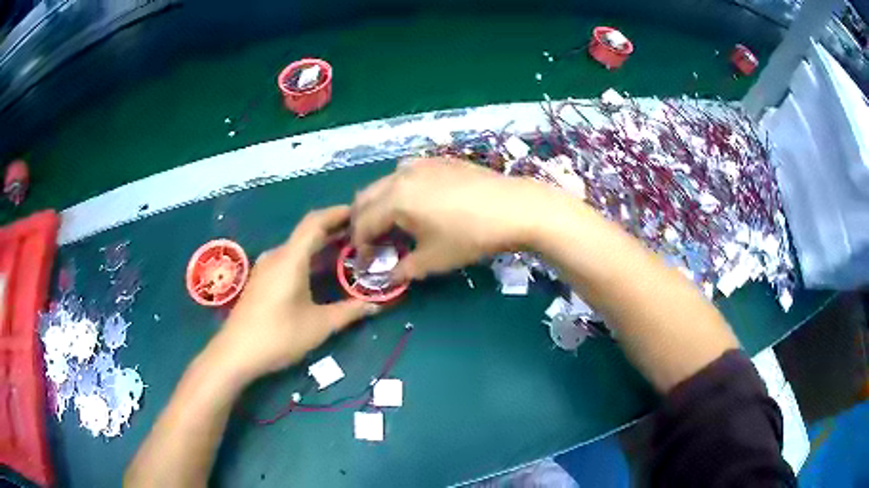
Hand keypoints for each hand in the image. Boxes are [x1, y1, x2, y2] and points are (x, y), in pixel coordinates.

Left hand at [211, 206, 380, 382]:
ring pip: (297, 247)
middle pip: (307, 232)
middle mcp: (277, 256)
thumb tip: (377, 305)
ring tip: (346, 251)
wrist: (235, 353)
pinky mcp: (261, 280)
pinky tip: (319, 272)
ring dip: (320, 245)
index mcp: (291, 258)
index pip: (316, 222)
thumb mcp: (319, 326)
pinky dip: (308, 258)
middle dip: (334, 229)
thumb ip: (350, 312)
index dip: (338, 213)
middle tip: (362, 235)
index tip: (361, 213)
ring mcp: (266, 268)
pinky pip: (288, 259)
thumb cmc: (278, 336)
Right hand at [351, 157, 554, 280]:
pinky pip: (406, 174)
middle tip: (370, 242)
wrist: (514, 207)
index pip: (363, 223)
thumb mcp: (434, 259)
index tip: (364, 261)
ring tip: (390, 222)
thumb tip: (389, 277)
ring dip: (378, 203)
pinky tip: (416, 203)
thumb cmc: (470, 236)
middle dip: (361, 220)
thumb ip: (404, 269)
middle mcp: (401, 175)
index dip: (359, 245)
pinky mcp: (438, 160)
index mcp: (394, 199)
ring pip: (385, 182)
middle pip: (366, 197)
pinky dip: (399, 190)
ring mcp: (420, 164)